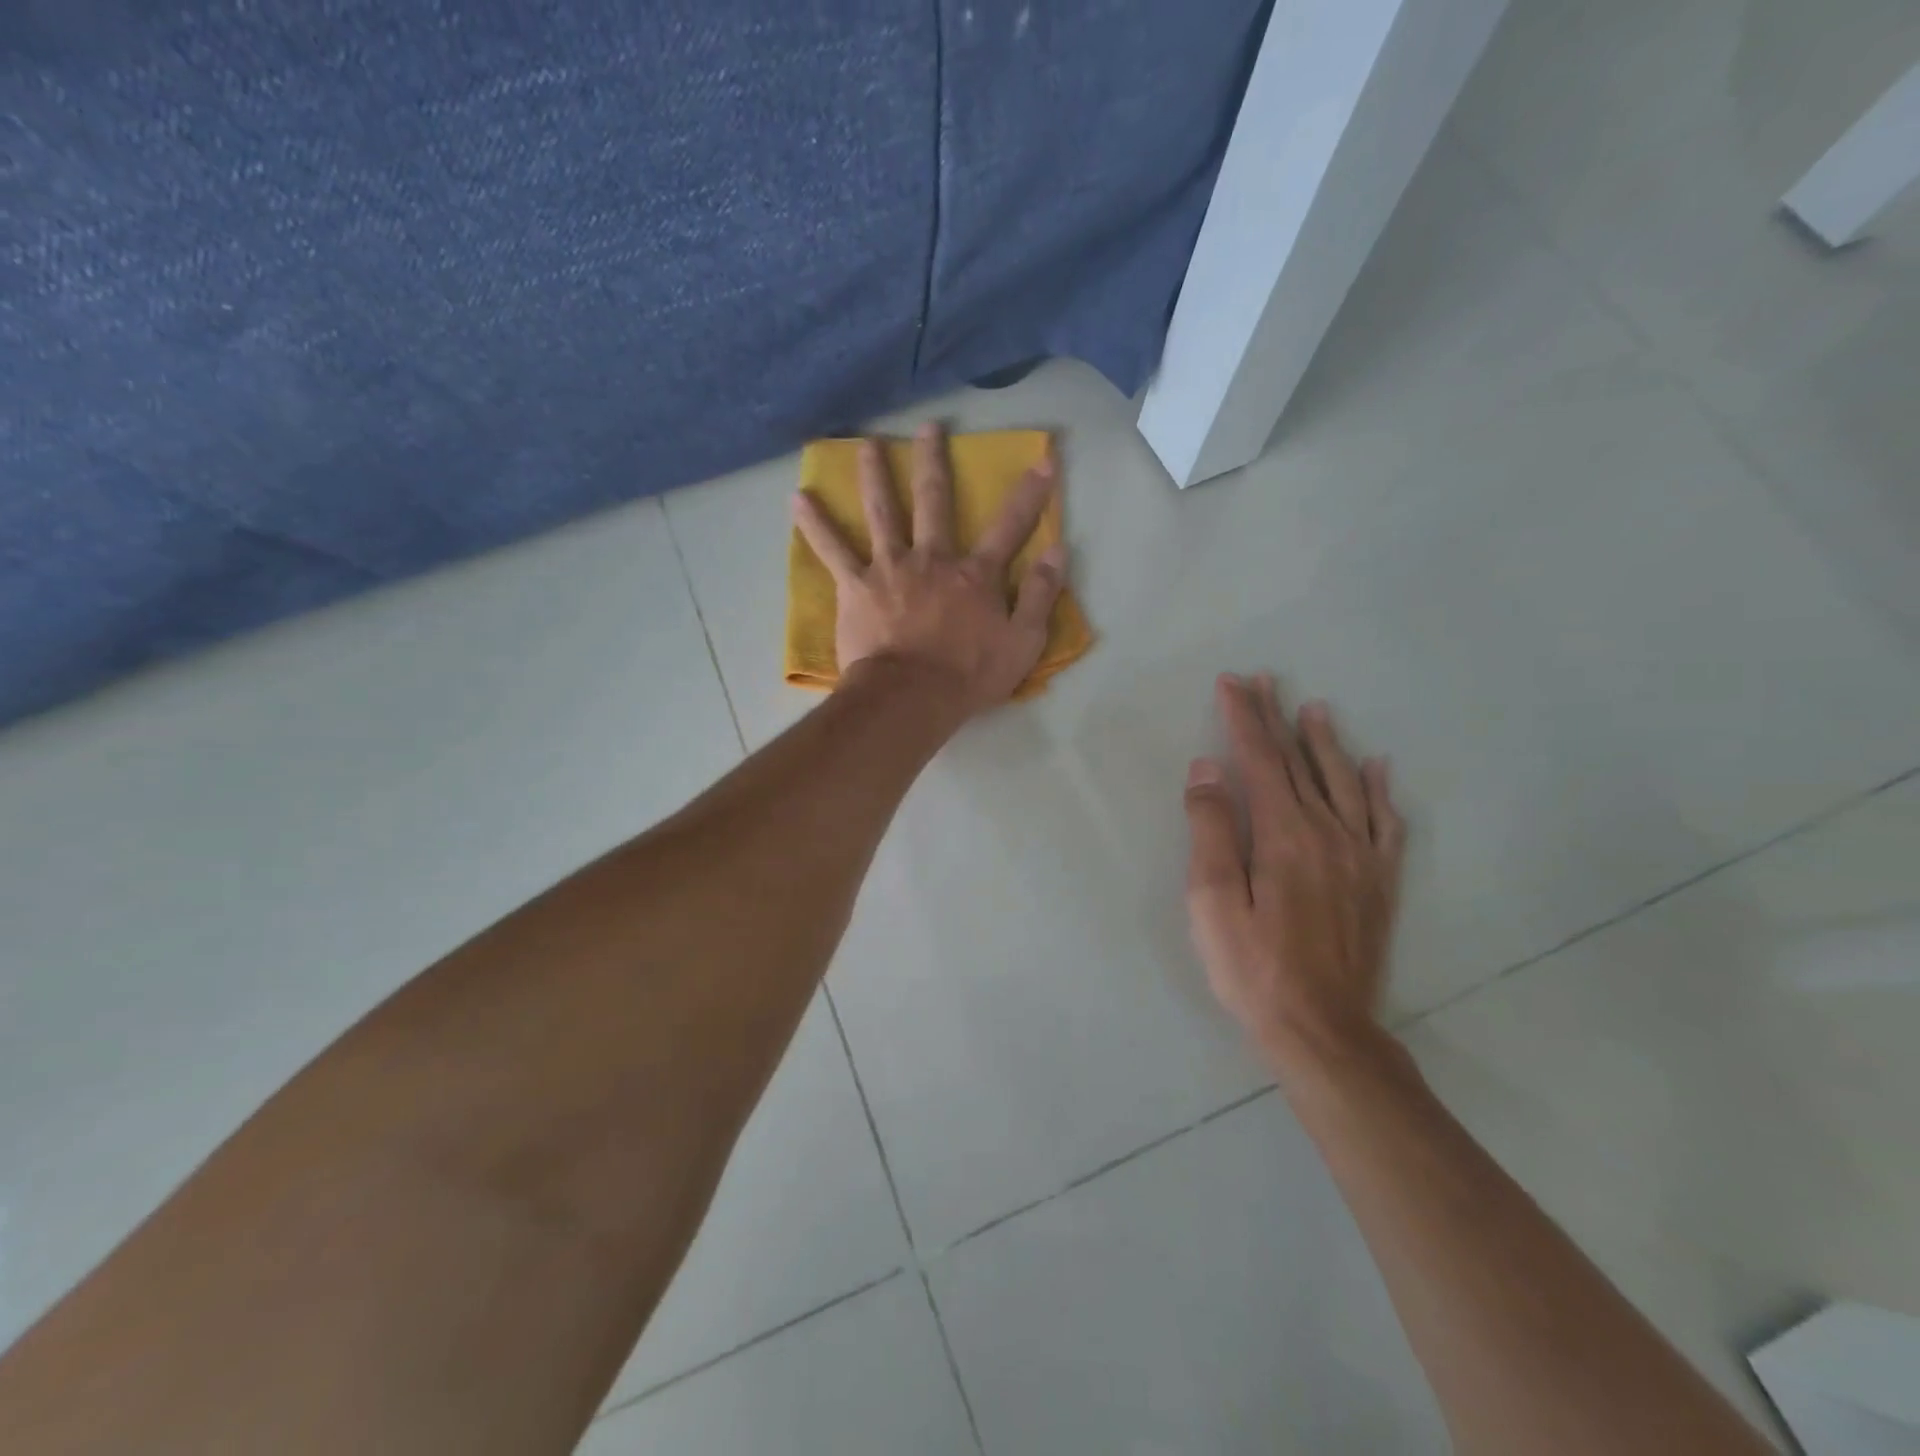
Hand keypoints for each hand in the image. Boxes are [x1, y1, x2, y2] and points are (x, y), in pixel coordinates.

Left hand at [793, 422, 1067, 715]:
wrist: (911, 698)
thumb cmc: (968, 677)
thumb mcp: (1023, 643)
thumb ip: (1041, 595)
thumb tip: (1058, 550)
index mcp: (975, 575)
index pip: (1010, 526)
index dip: (1030, 494)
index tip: (1043, 460)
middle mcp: (932, 559)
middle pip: (934, 500)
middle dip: (933, 461)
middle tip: (928, 427)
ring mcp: (890, 568)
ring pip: (882, 511)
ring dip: (874, 474)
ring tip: (867, 444)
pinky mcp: (856, 586)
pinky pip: (832, 550)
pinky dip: (815, 524)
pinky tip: (798, 499)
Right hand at [1183, 674, 1406, 1077]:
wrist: (1323, 1030)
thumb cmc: (1252, 967)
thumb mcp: (1211, 901)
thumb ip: (1211, 830)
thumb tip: (1208, 770)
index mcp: (1284, 835)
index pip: (1260, 760)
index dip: (1244, 719)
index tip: (1232, 683)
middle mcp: (1329, 833)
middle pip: (1300, 762)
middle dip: (1277, 718)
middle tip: (1265, 681)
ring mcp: (1361, 857)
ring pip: (1345, 783)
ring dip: (1327, 742)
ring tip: (1315, 710)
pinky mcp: (1380, 882)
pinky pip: (1386, 823)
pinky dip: (1380, 790)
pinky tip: (1377, 768)